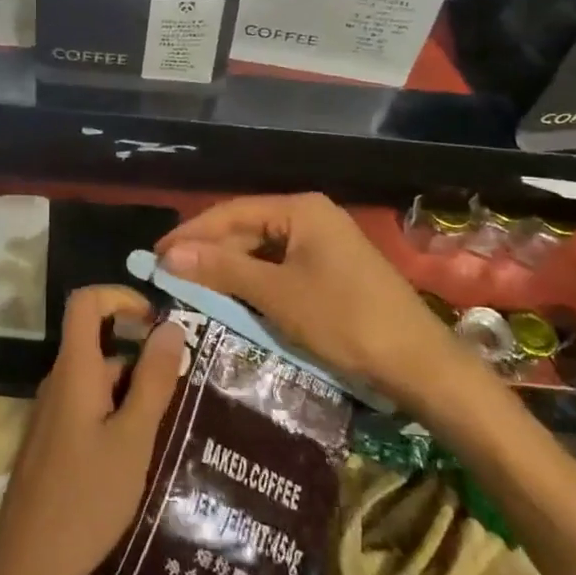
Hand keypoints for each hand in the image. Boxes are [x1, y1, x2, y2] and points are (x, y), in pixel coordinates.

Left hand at [0, 285, 185, 574]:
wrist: (27, 566)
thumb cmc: (86, 497)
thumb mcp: (133, 438)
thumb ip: (153, 380)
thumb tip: (171, 326)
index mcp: (74, 369)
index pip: (86, 302)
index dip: (120, 297)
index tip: (156, 321)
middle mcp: (59, 381)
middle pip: (97, 341)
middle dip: (140, 352)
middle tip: (182, 382)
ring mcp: (53, 412)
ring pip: (97, 378)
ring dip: (133, 388)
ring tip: (172, 421)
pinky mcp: (53, 441)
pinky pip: (89, 406)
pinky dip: (117, 412)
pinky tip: (142, 450)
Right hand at [156, 193, 469, 412]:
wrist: (420, 365)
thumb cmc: (345, 320)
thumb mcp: (277, 294)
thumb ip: (222, 268)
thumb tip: (168, 254)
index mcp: (300, 209)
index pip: (231, 212)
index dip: (191, 233)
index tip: (154, 254)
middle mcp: (311, 217)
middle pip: (247, 228)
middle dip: (209, 251)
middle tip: (169, 275)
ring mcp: (324, 244)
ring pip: (263, 250)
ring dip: (229, 269)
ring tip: (193, 287)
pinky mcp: (331, 271)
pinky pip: (281, 268)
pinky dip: (254, 282)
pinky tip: (233, 298)